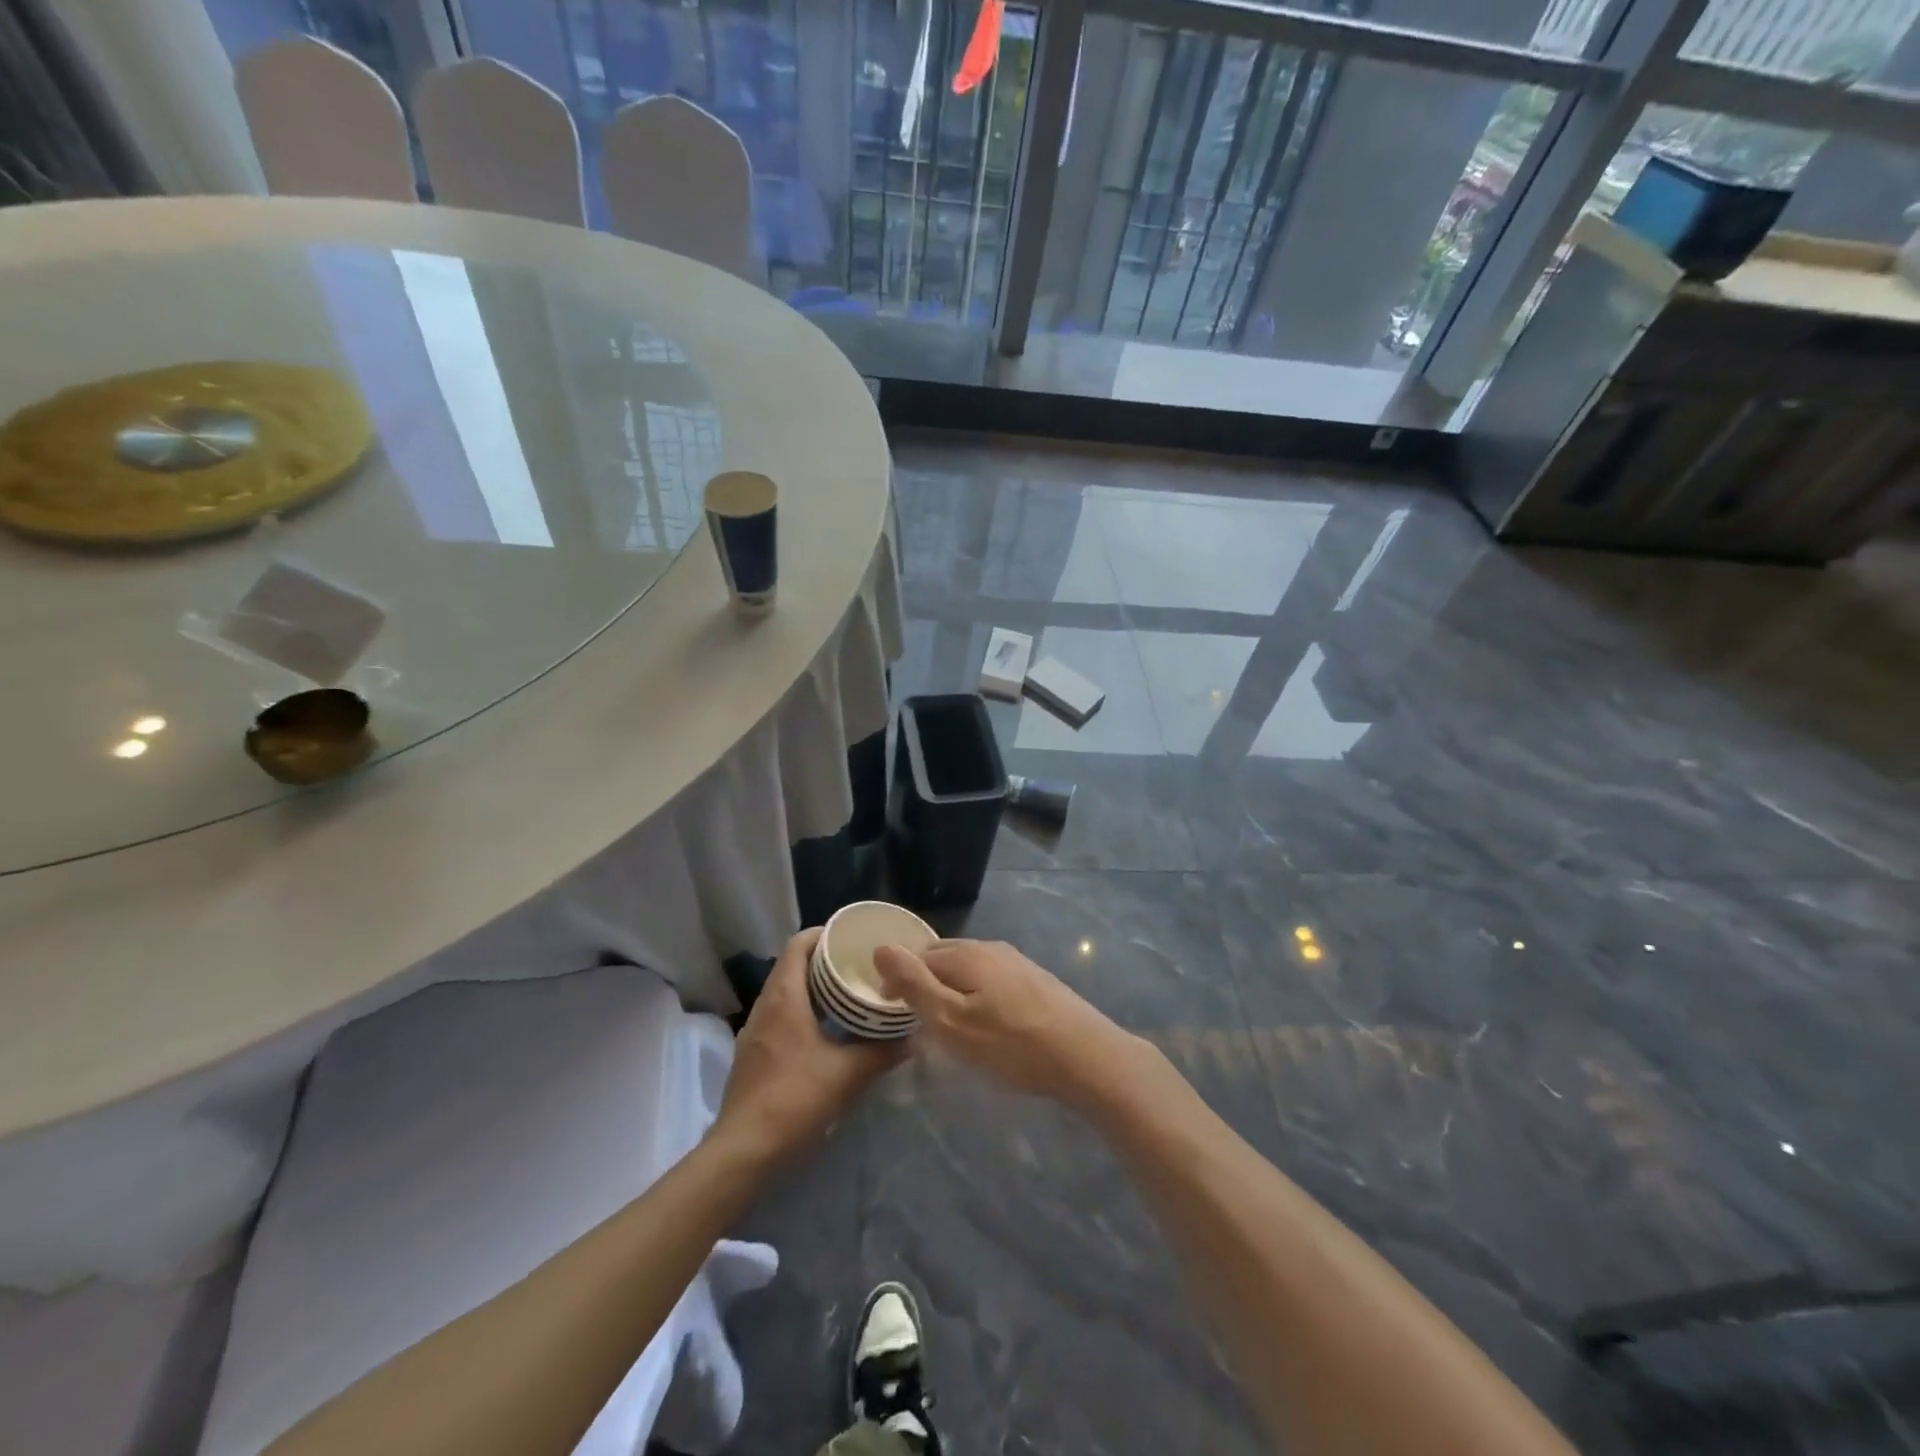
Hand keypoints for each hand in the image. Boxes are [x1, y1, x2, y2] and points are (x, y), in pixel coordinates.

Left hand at [716, 927, 900, 1162]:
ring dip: (812, 988)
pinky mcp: (753, 1055)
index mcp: (784, 997)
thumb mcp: (847, 1074)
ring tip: (846, 994)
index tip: (850, 937)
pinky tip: (825, 1031)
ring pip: (784, 993)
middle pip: (791, 966)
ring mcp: (754, 1031)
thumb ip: (881, 1052)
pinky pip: (779, 1016)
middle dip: (822, 961)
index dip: (822, 934)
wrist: (744, 1150)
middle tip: (857, 965)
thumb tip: (912, 1038)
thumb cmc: (795, 1098)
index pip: (797, 945)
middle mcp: (765, 1006)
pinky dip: (802, 1011)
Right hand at [873, 938, 1141, 1107]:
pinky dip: (977, 995)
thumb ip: (915, 984)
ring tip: (949, 1024)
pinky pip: (992, 980)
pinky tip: (987, 1023)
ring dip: (951, 989)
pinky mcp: (1037, 980)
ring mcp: (1017, 962)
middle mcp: (991, 948)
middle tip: (917, 1020)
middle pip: (944, 958)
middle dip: (925, 981)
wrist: (1086, 1056)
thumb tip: (881, 946)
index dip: (899, 981)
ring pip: (970, 969)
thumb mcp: (951, 1021)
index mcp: (966, 954)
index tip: (891, 1013)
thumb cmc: (1011, 1044)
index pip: (918, 956)